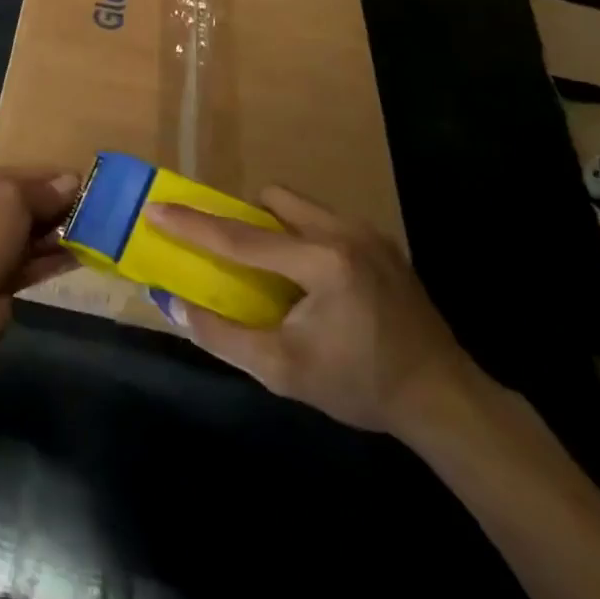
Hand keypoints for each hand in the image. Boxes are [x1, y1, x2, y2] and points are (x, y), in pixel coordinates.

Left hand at [0, 171, 78, 313]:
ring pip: (21, 238)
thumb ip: (42, 190)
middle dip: (48, 206)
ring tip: (89, 230)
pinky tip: (79, 255)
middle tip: (85, 207)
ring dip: (53, 234)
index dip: (41, 177)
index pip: (4, 176)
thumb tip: (71, 182)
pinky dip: (49, 260)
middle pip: (13, 207)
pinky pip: (25, 266)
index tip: (75, 180)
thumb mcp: (11, 197)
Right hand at [145, 187, 478, 440]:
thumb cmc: (360, 386)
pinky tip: (313, 281)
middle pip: (273, 199)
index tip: (156, 208)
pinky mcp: (381, 241)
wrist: (443, 399)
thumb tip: (174, 305)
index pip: (241, 237)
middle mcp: (344, 232)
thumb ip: (224, 335)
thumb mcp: (283, 370)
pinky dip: (303, 237)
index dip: (193, 224)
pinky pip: (324, 220)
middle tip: (235, 255)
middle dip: (245, 219)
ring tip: (275, 271)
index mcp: (322, 262)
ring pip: (300, 205)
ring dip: (276, 227)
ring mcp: (367, 232)